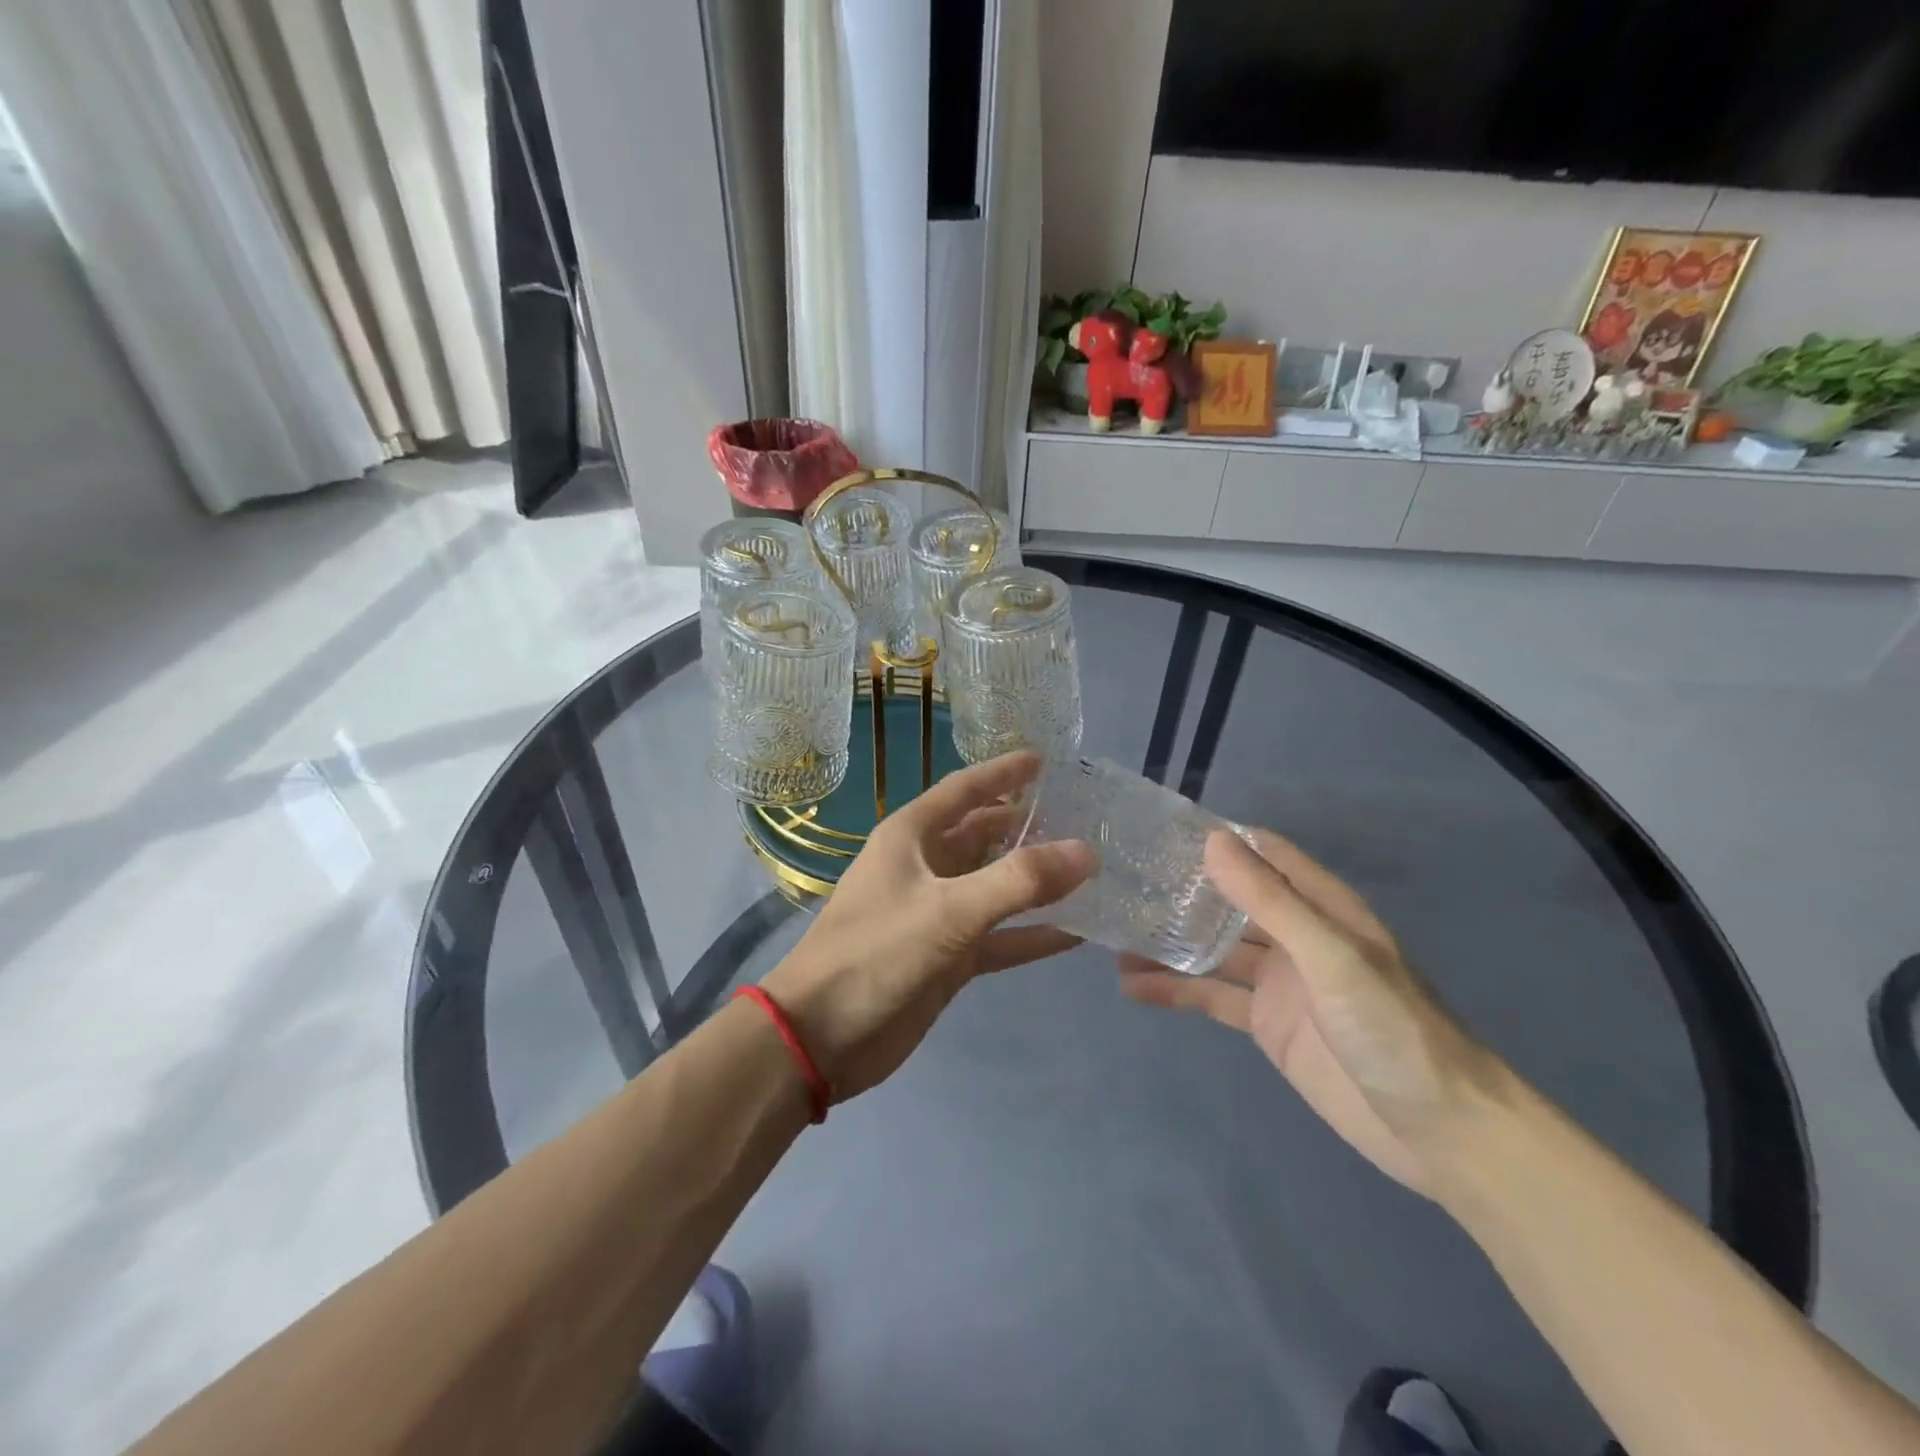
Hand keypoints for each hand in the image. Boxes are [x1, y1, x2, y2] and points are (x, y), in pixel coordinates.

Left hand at [762, 751, 1093, 1102]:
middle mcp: (924, 867)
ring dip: (1034, 880)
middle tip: (1084, 820)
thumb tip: (1086, 851)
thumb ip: (1018, 881)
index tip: (1045, 759)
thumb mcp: (949, 911)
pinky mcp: (946, 957)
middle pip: (983, 835)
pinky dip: (1031, 934)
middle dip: (1027, 826)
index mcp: (911, 836)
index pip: (964, 790)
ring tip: (1089, 870)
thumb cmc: (875, 953)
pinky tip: (1075, 934)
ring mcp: (936, 913)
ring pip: (995, 885)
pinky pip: (998, 936)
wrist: (821, 1036)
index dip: (1003, 772)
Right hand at [1119, 828, 1499, 1193]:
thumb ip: (1270, 901)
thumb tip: (1212, 842)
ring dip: (1170, 942)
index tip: (1159, 830)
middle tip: (1120, 880)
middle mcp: (1296, 936)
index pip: (1264, 854)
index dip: (1218, 839)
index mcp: (1321, 907)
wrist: (1442, 1134)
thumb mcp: (1331, 957)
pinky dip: (1175, 991)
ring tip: (1113, 935)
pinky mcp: (1267, 1025)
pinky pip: (1212, 998)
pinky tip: (1133, 987)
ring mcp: (1279, 981)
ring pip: (1213, 949)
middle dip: (1182, 890)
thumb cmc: (1394, 1030)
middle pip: (1230, 900)